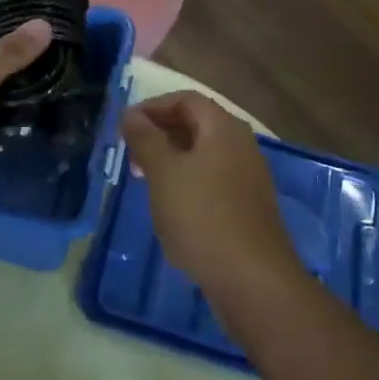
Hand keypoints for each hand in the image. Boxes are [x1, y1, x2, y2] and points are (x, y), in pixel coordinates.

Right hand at [122, 91, 297, 296]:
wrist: (252, 280)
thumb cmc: (202, 216)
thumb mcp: (163, 173)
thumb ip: (145, 138)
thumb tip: (131, 114)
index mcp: (223, 128)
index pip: (186, 99)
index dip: (153, 107)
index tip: (125, 126)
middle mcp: (241, 145)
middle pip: (197, 124)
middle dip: (161, 133)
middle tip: (131, 154)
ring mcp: (248, 177)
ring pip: (204, 155)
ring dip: (172, 160)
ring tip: (145, 180)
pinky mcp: (249, 207)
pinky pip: (213, 180)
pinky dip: (188, 182)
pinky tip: (172, 207)